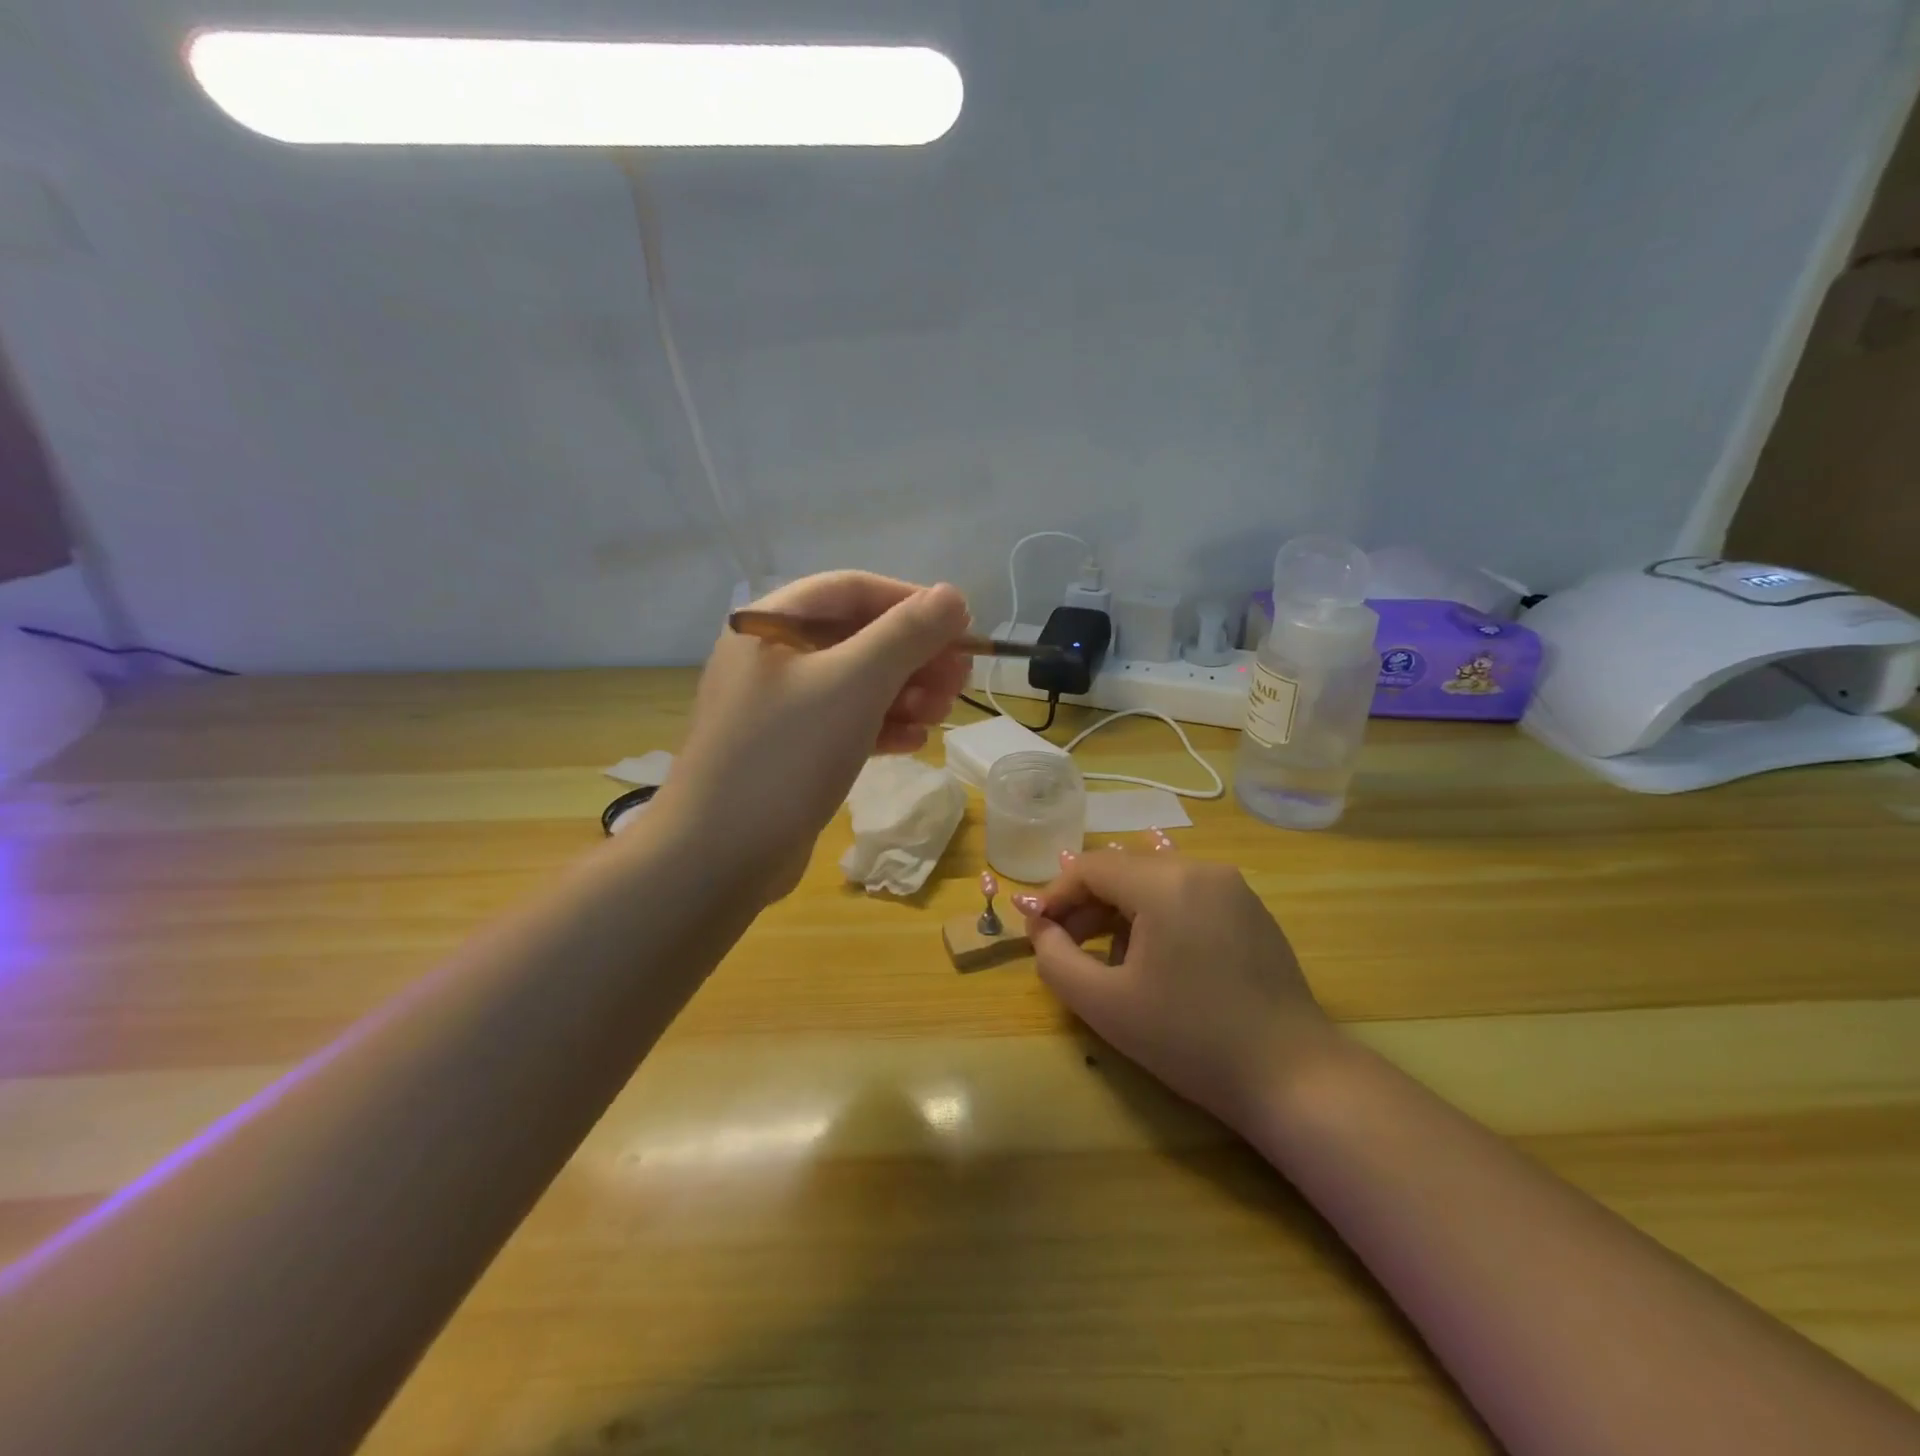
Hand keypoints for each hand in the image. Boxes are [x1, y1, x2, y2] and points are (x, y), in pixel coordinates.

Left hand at [661, 572, 970, 897]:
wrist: (718, 857)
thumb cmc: (786, 755)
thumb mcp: (854, 684)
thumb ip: (906, 634)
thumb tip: (953, 595)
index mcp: (769, 623)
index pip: (851, 589)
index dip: (911, 601)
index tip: (961, 625)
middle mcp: (770, 657)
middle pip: (857, 637)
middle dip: (914, 655)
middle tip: (961, 679)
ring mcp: (777, 707)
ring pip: (855, 683)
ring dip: (905, 693)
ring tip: (942, 714)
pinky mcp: (788, 750)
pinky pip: (844, 723)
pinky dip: (881, 726)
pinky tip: (915, 742)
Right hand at [1016, 850, 1338, 1129]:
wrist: (1291, 1077)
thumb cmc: (1190, 1039)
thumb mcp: (1104, 1004)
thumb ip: (1055, 958)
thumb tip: (1041, 928)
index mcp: (1166, 883)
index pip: (1091, 867)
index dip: (1056, 895)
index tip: (1036, 930)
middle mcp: (1201, 869)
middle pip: (1123, 871)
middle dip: (1087, 906)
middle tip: (1064, 947)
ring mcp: (1232, 887)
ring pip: (1154, 882)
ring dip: (1120, 912)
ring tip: (1107, 961)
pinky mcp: (1251, 910)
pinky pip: (1187, 897)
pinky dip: (1157, 917)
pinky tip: (1155, 962)